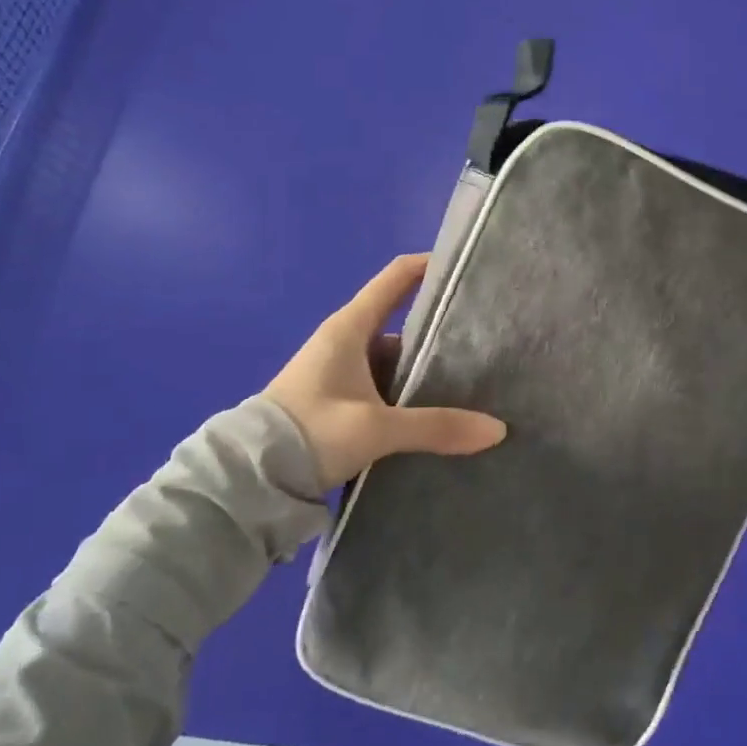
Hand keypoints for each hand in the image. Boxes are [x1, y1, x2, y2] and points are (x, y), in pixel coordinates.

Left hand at [266, 253, 506, 490]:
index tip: (467, 268)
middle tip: (484, 339)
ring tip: (470, 381)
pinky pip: (382, 385)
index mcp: (350, 327)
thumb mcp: (375, 429)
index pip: (396, 277)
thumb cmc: (310, 432)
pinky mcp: (337, 399)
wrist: (248, 479)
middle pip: (402, 321)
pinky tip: (433, 412)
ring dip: (422, 369)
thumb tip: (498, 430)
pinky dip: (406, 393)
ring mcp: (340, 371)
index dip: (430, 265)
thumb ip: (436, 427)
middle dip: (439, 329)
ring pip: (393, 358)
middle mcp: (346, 341)